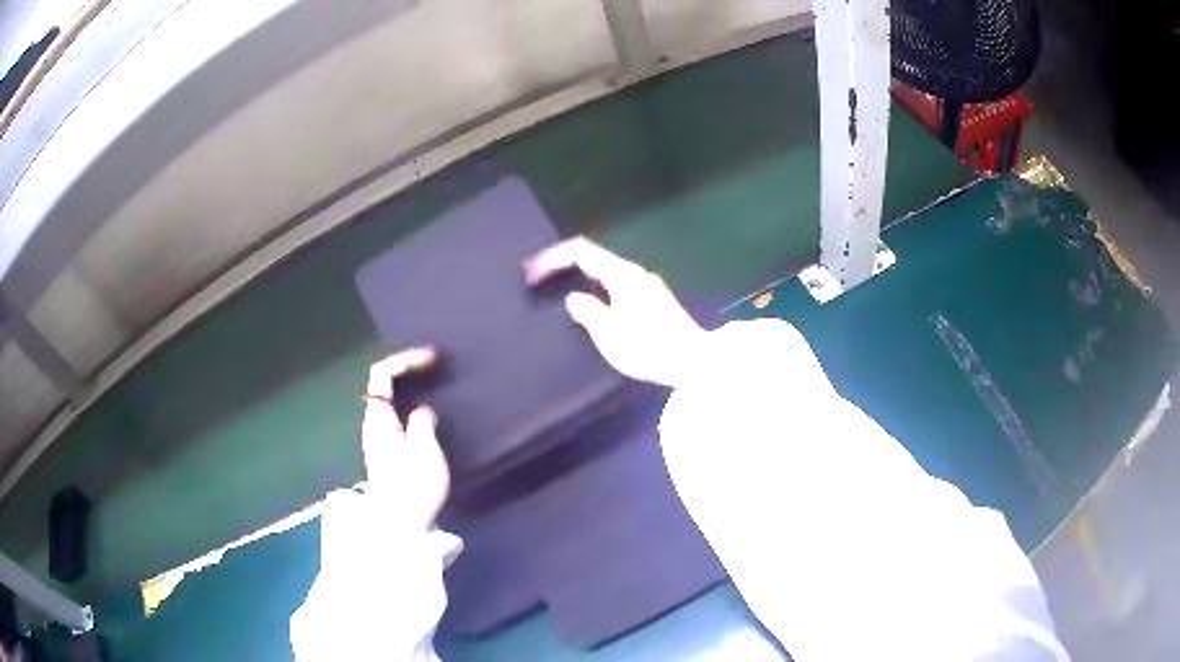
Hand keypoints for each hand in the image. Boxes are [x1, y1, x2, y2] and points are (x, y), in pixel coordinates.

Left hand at [361, 347, 449, 528]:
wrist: (399, 525)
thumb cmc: (413, 487)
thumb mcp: (425, 452)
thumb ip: (423, 424)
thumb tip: (421, 412)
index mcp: (379, 420)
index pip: (382, 374)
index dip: (405, 360)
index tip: (431, 359)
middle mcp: (373, 426)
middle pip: (381, 386)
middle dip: (406, 371)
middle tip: (433, 369)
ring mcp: (377, 441)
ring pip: (387, 402)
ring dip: (408, 388)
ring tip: (433, 388)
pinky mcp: (385, 454)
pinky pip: (393, 417)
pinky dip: (408, 406)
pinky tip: (426, 417)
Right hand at [524, 237, 705, 387]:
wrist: (695, 362)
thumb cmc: (650, 348)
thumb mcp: (610, 334)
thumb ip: (588, 312)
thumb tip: (575, 299)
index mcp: (623, 275)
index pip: (582, 251)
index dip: (554, 257)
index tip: (533, 271)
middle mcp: (636, 273)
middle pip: (595, 258)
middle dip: (565, 264)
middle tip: (541, 278)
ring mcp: (648, 285)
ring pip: (607, 271)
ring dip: (582, 276)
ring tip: (560, 289)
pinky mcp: (655, 300)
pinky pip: (617, 284)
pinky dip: (598, 287)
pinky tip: (593, 303)